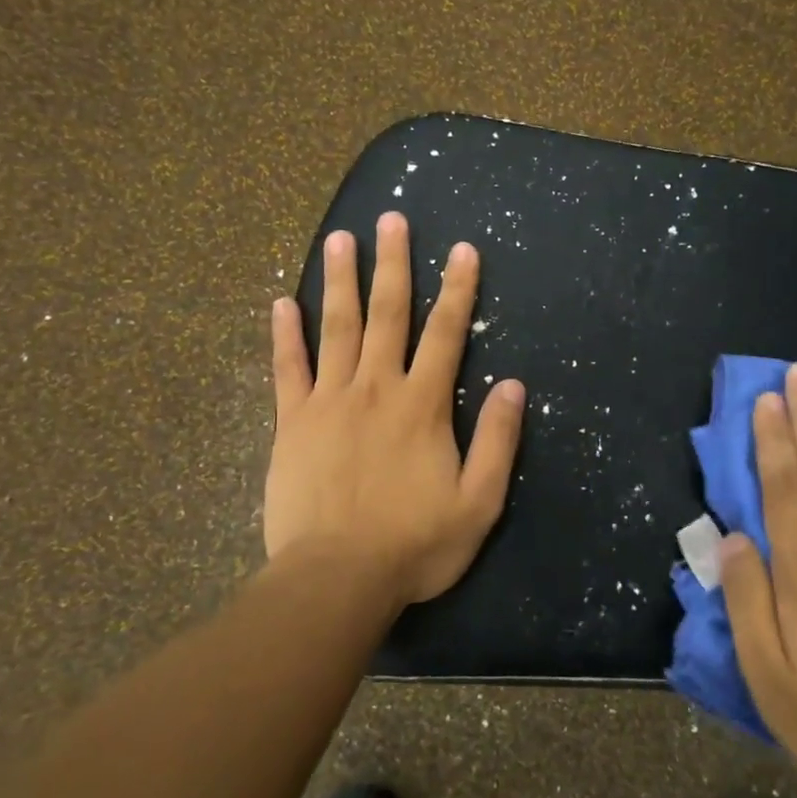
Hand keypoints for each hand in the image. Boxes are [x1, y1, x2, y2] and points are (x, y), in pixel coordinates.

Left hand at [264, 212, 525, 607]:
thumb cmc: (415, 544)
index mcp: (422, 405)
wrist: (337, 578)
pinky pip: (288, 369)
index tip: (462, 249)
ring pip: (336, 328)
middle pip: (387, 314)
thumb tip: (514, 386)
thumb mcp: (478, 502)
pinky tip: (282, 303)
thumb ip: (498, 441)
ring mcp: (329, 401)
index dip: (457, 289)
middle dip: (393, 264)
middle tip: (391, 219)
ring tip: (340, 239)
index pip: (446, 333)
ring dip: (340, 281)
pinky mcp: (293, 423)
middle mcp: (376, 388)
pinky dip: (285, 335)